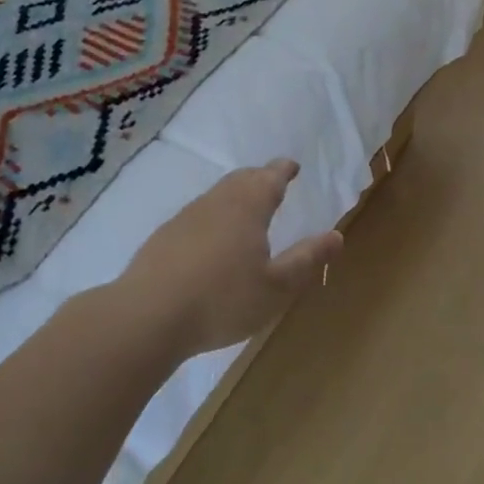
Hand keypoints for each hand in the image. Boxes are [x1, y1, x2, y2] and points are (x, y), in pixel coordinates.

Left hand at [122, 160, 342, 356]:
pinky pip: (196, 216)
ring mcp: (184, 218)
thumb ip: (306, 259)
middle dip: (259, 178)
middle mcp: (215, 203)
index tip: (292, 166)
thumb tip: (336, 235)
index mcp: (247, 208)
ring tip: (245, 209)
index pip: (269, 178)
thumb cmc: (222, 300)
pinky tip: (210, 241)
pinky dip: (212, 218)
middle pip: (240, 180)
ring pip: (216, 196)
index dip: (283, 170)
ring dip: (234, 196)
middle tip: (272, 183)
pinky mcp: (162, 238)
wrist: (147, 317)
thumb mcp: (276, 287)